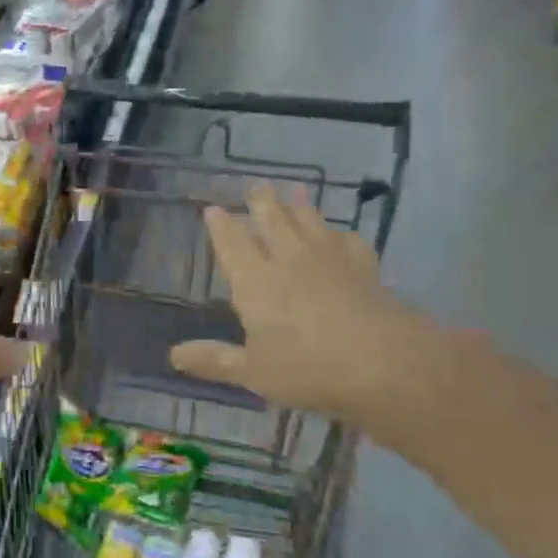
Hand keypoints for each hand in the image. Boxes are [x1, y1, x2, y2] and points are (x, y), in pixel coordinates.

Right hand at [170, 185, 435, 426]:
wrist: (384, 362)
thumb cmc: (307, 368)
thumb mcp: (253, 371)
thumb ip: (214, 359)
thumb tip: (173, 355)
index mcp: (255, 281)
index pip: (232, 243)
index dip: (221, 225)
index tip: (212, 208)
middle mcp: (289, 260)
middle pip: (272, 221)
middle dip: (261, 202)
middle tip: (256, 185)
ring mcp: (330, 260)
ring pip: (310, 222)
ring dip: (299, 207)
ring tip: (294, 193)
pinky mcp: (364, 268)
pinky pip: (349, 242)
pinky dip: (341, 234)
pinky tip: (341, 235)